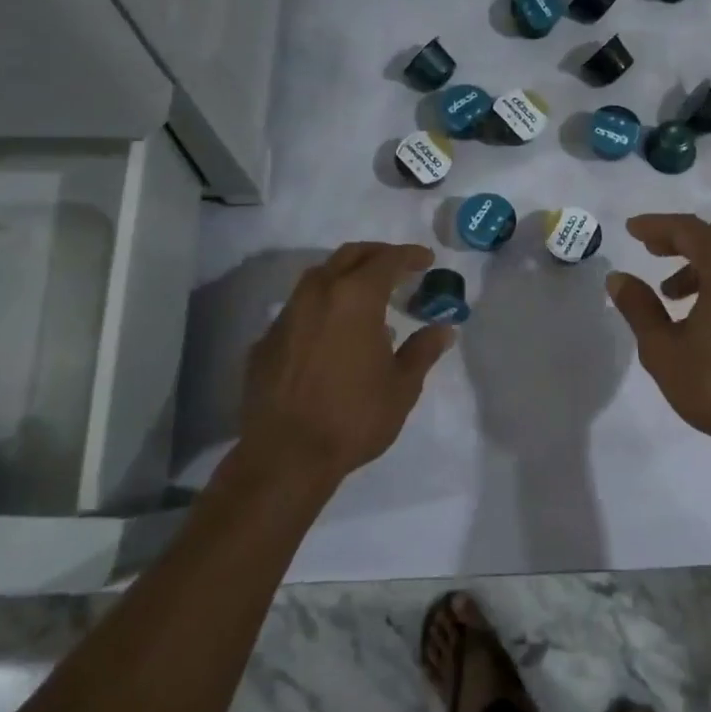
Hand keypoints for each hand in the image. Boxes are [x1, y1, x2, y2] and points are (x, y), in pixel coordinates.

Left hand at [239, 242, 455, 483]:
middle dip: (377, 254)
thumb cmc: (354, 417)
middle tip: (398, 267)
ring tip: (366, 297)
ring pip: (318, 277)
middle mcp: (318, 294)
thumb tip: (444, 329)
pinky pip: (299, 309)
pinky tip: (331, 333)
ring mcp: (287, 316)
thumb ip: (423, 350)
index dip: (410, 256)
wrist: (285, 456)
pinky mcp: (266, 341)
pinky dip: (322, 307)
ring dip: (346, 276)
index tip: (427, 260)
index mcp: (355, 298)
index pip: (387, 260)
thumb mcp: (402, 386)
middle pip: (349, 256)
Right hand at [606, 214, 710, 457]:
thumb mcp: (663, 348)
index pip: (689, 229)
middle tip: (650, 250)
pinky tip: (703, 311)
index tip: (631, 229)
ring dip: (699, 266)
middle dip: (679, 241)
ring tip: (670, 294)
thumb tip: (618, 278)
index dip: (656, 226)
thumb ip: (638, 306)